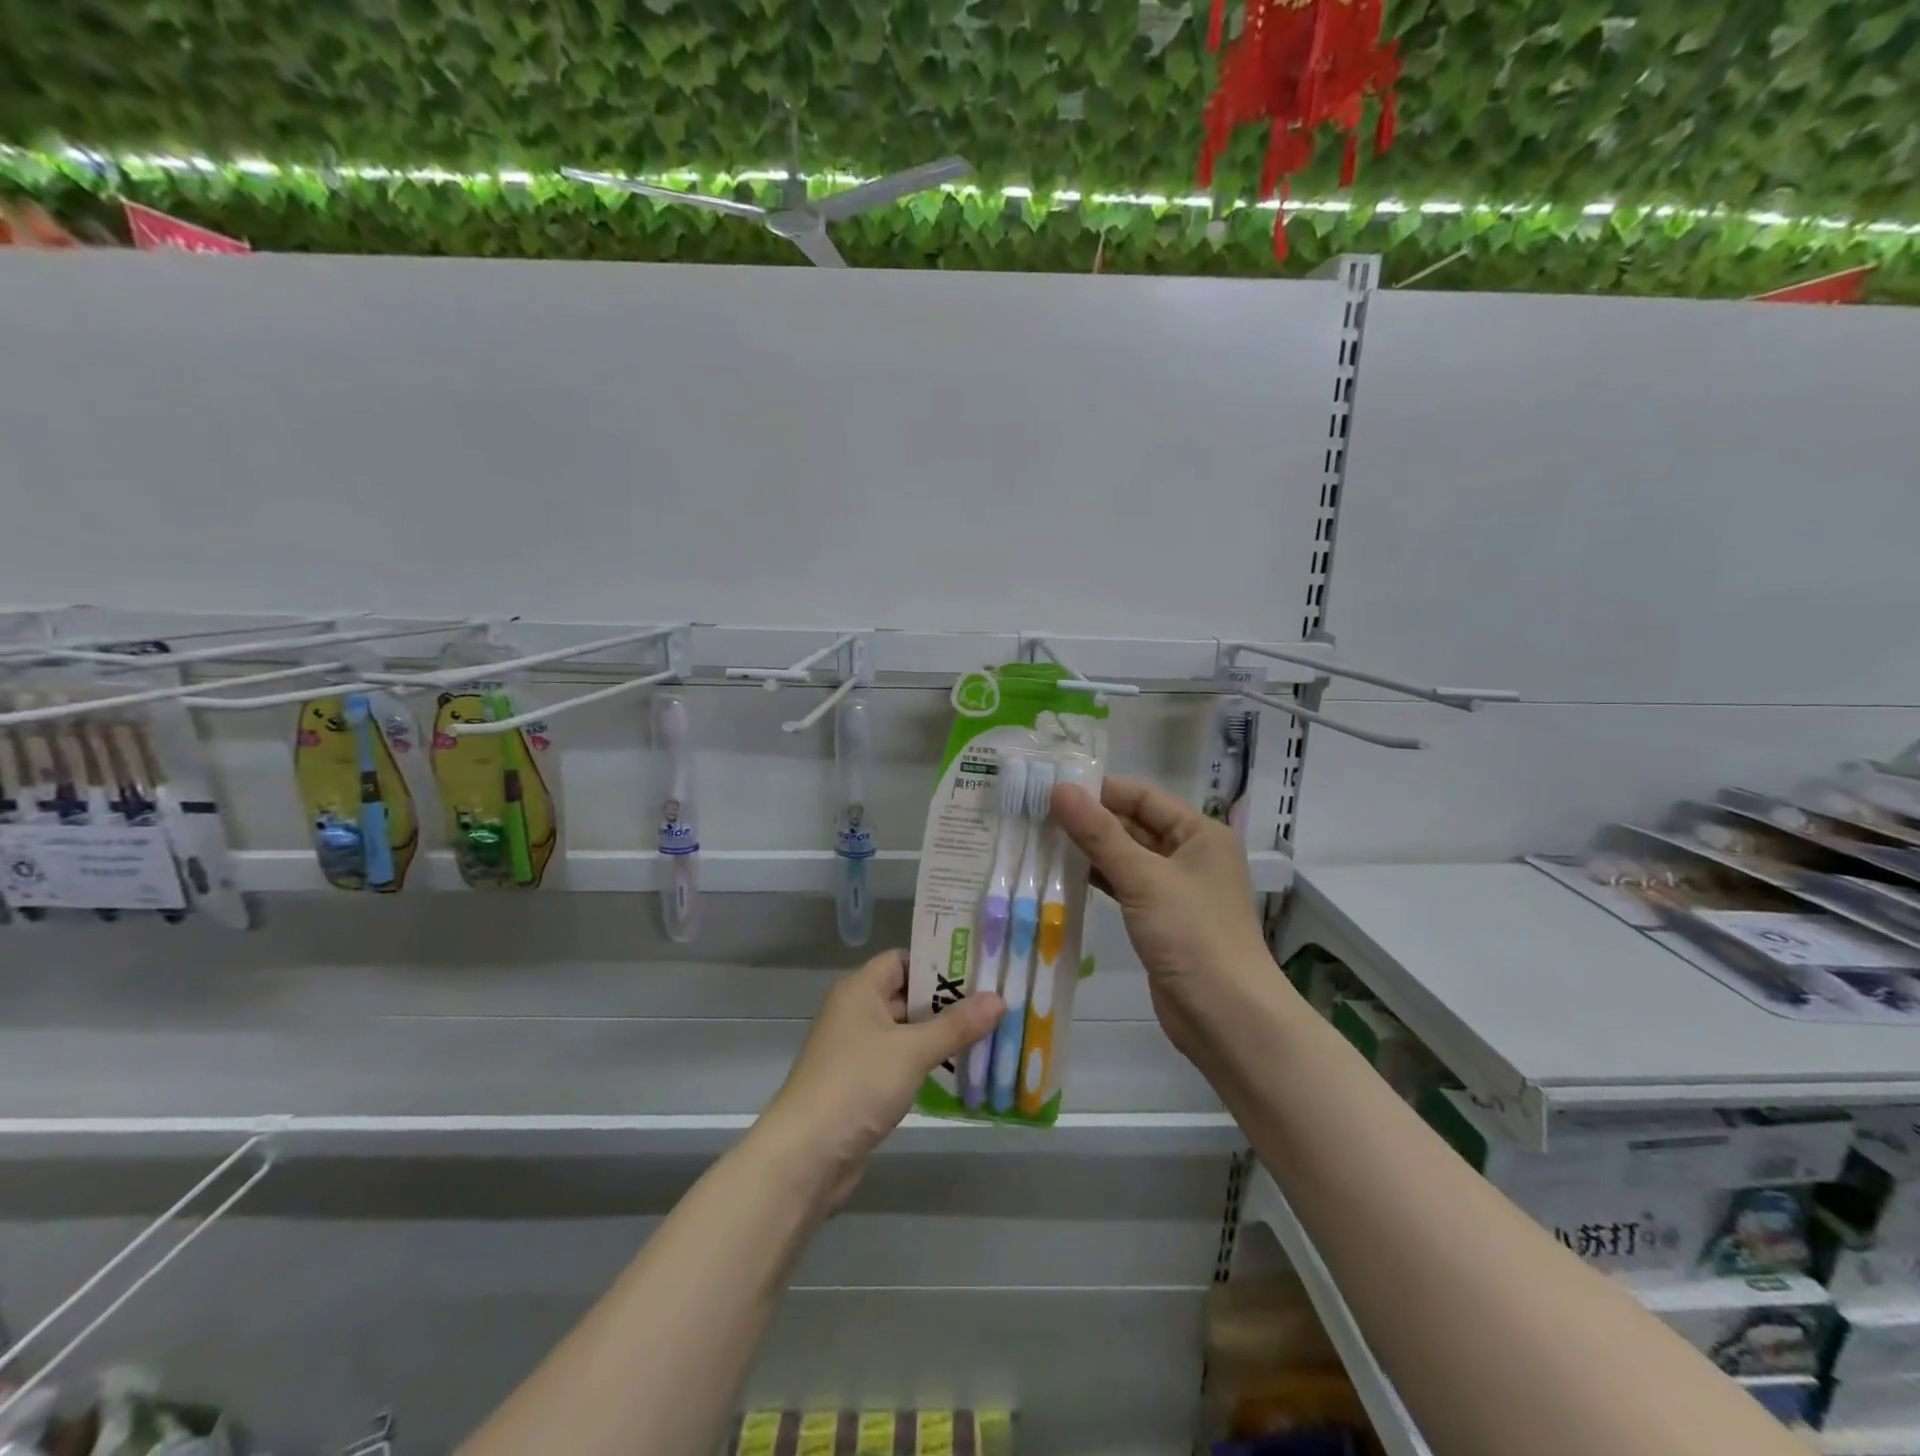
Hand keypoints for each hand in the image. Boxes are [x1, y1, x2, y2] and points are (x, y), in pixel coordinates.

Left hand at [760, 950, 1001, 1201]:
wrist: (806, 1156)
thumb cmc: (857, 1084)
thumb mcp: (912, 1051)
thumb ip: (956, 1025)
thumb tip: (999, 998)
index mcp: (860, 989)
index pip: (904, 960)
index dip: (939, 962)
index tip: (980, 967)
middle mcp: (857, 1012)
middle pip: (909, 995)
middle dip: (950, 1001)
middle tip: (996, 1002)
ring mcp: (859, 1049)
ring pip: (908, 1032)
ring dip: (943, 1035)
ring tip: (991, 1034)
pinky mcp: (864, 1084)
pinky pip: (903, 1062)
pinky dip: (929, 1063)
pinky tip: (964, 1071)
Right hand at [1051, 776, 1271, 1058]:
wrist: (1226, 1016)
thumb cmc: (1192, 935)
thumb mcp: (1142, 878)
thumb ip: (1098, 834)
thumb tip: (1059, 789)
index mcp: (1200, 833)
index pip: (1143, 797)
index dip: (1100, 791)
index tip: (1052, 788)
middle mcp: (1191, 855)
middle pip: (1134, 825)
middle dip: (1090, 820)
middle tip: (1037, 815)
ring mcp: (1176, 889)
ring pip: (1127, 857)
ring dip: (1090, 851)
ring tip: (1041, 840)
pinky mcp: (1161, 919)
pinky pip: (1126, 887)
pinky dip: (1099, 880)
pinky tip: (1064, 876)